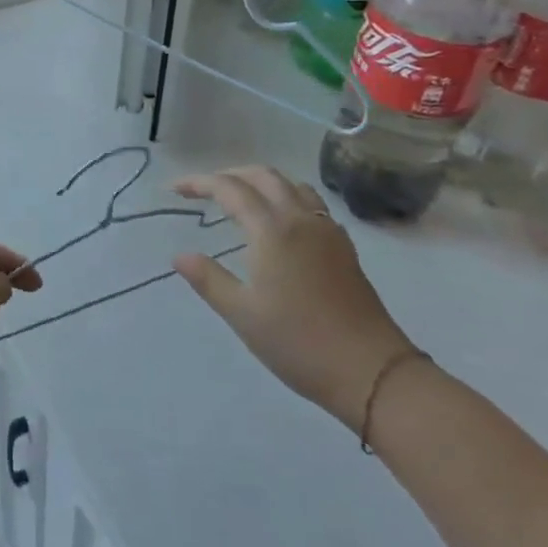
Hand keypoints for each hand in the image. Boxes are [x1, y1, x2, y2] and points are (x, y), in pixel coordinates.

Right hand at [173, 166, 415, 428]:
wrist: (372, 371)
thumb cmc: (298, 342)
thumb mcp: (242, 313)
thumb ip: (208, 279)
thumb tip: (180, 256)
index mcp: (272, 230)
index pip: (230, 189)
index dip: (200, 182)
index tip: (175, 189)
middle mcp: (301, 220)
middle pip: (264, 176)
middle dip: (230, 174)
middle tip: (203, 189)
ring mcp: (327, 232)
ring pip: (291, 185)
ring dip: (261, 182)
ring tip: (239, 198)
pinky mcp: (344, 248)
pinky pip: (311, 204)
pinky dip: (286, 197)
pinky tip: (279, 222)